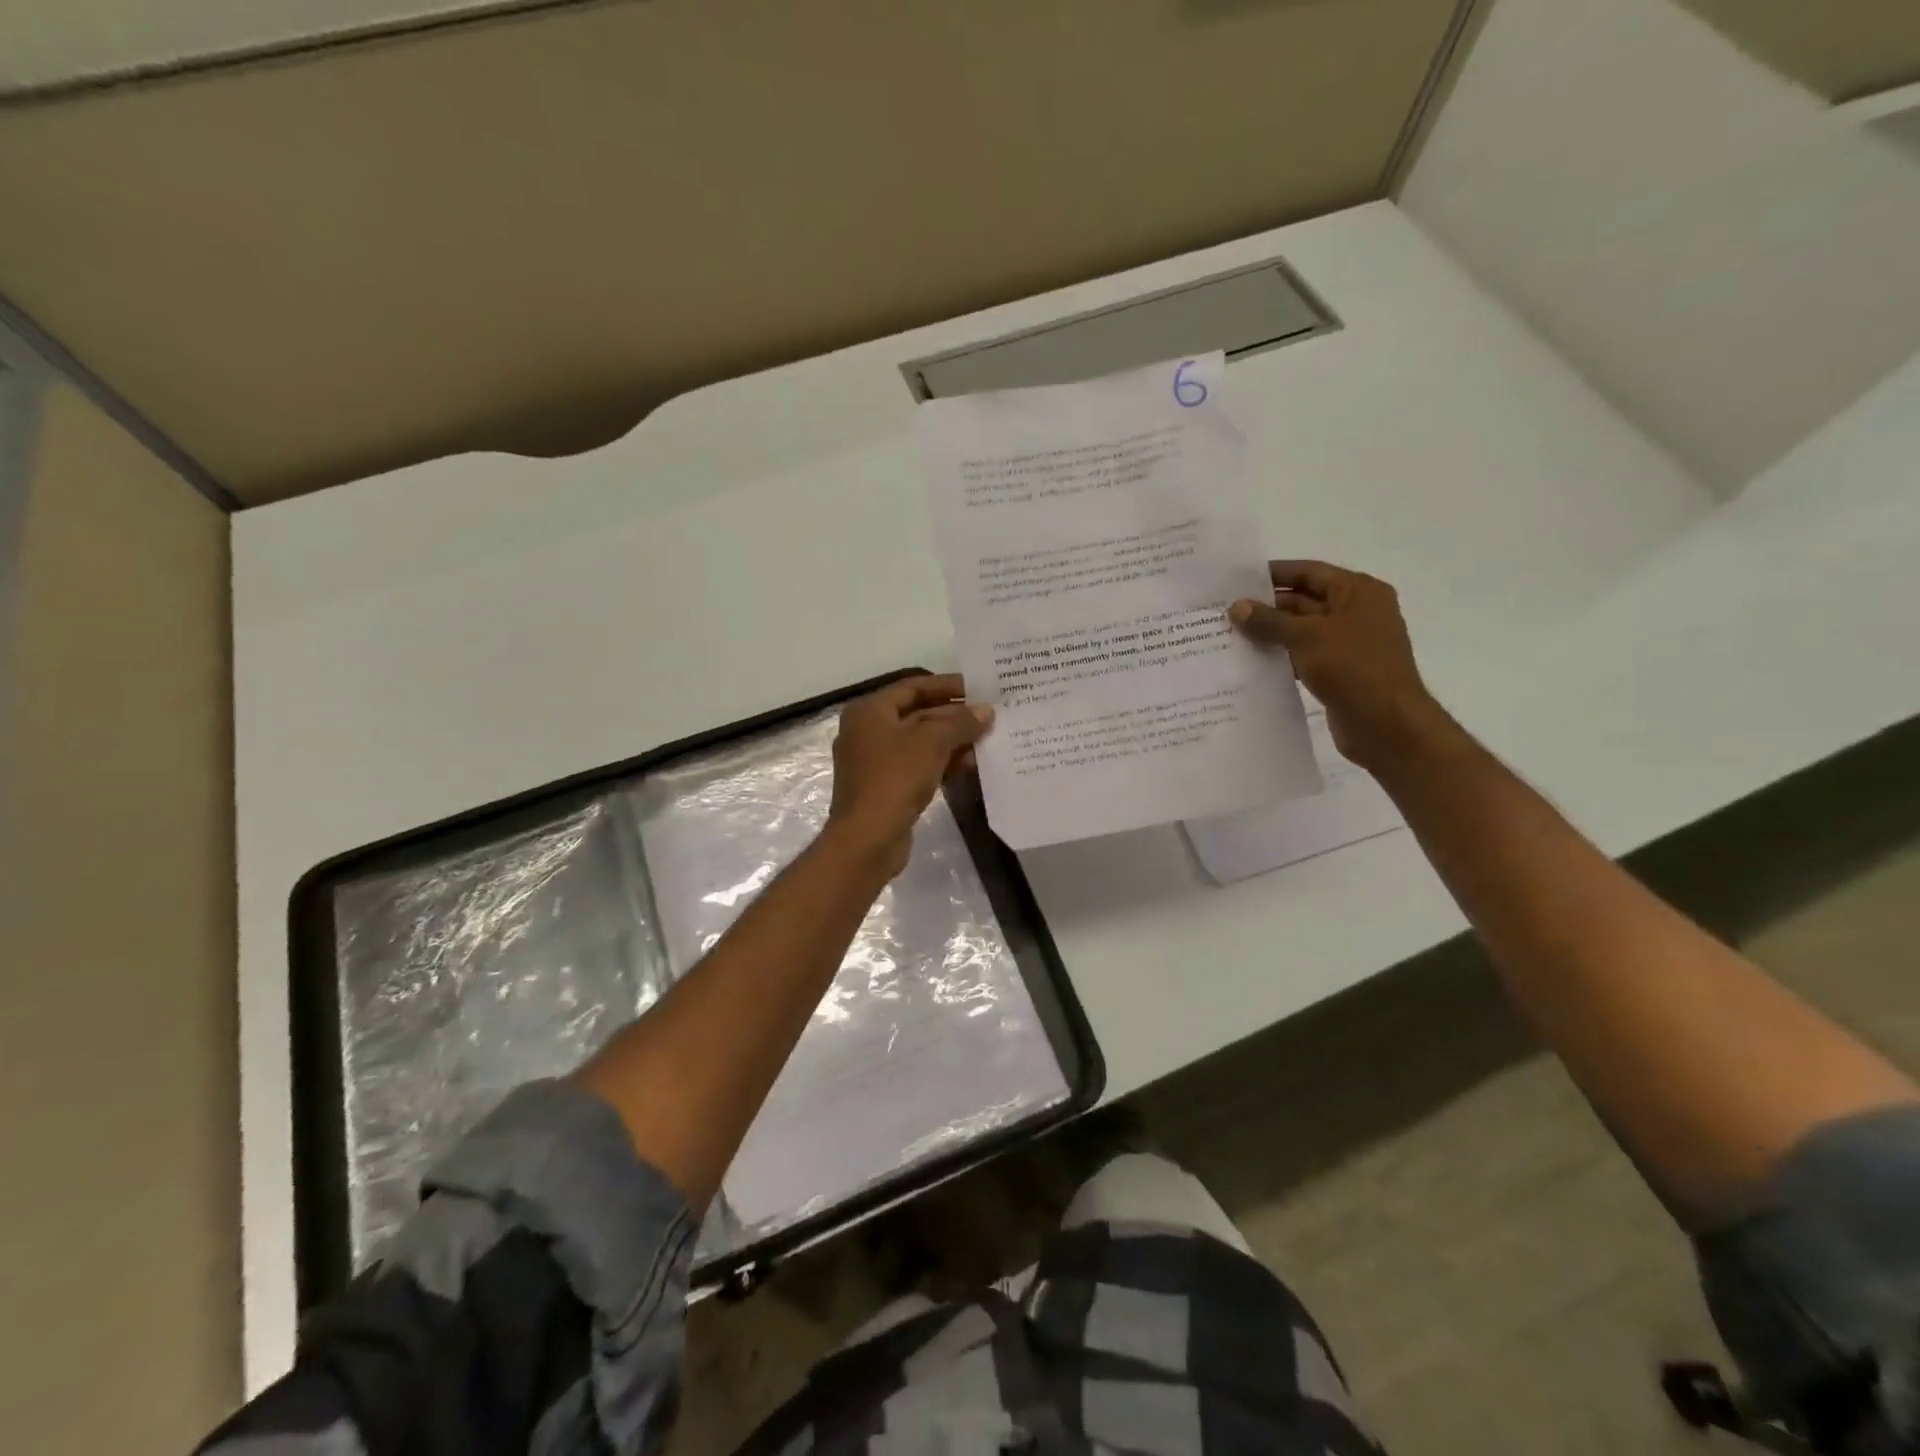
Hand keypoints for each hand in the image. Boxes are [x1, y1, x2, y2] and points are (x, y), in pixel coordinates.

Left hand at [825, 673, 993, 877]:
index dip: (946, 685)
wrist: (868, 839)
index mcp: (870, 711)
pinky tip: (971, 766)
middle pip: (917, 714)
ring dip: (952, 741)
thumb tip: (986, 711)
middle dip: (953, 716)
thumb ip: (960, 722)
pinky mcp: (885, 788)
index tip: (978, 688)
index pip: (913, 687)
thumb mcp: (932, 742)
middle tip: (989, 716)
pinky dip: (942, 763)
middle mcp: (868, 731)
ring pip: (920, 743)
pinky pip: (918, 766)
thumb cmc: (895, 778)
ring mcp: (875, 762)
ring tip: (988, 741)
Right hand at [1229, 561, 1452, 769]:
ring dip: (1271, 634)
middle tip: (1225, 613)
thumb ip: (1269, 621)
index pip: (1308, 572)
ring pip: (1301, 631)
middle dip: (1266, 607)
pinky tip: (1252, 664)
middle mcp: (1356, 612)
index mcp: (1357, 591)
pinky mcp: (1340, 671)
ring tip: (1230, 637)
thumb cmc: (1352, 667)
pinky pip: (1304, 656)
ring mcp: (1349, 643)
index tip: (1237, 580)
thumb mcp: (1306, 637)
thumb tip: (1236, 607)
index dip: (1273, 574)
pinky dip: (1281, 657)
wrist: (1387, 724)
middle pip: (1303, 601)